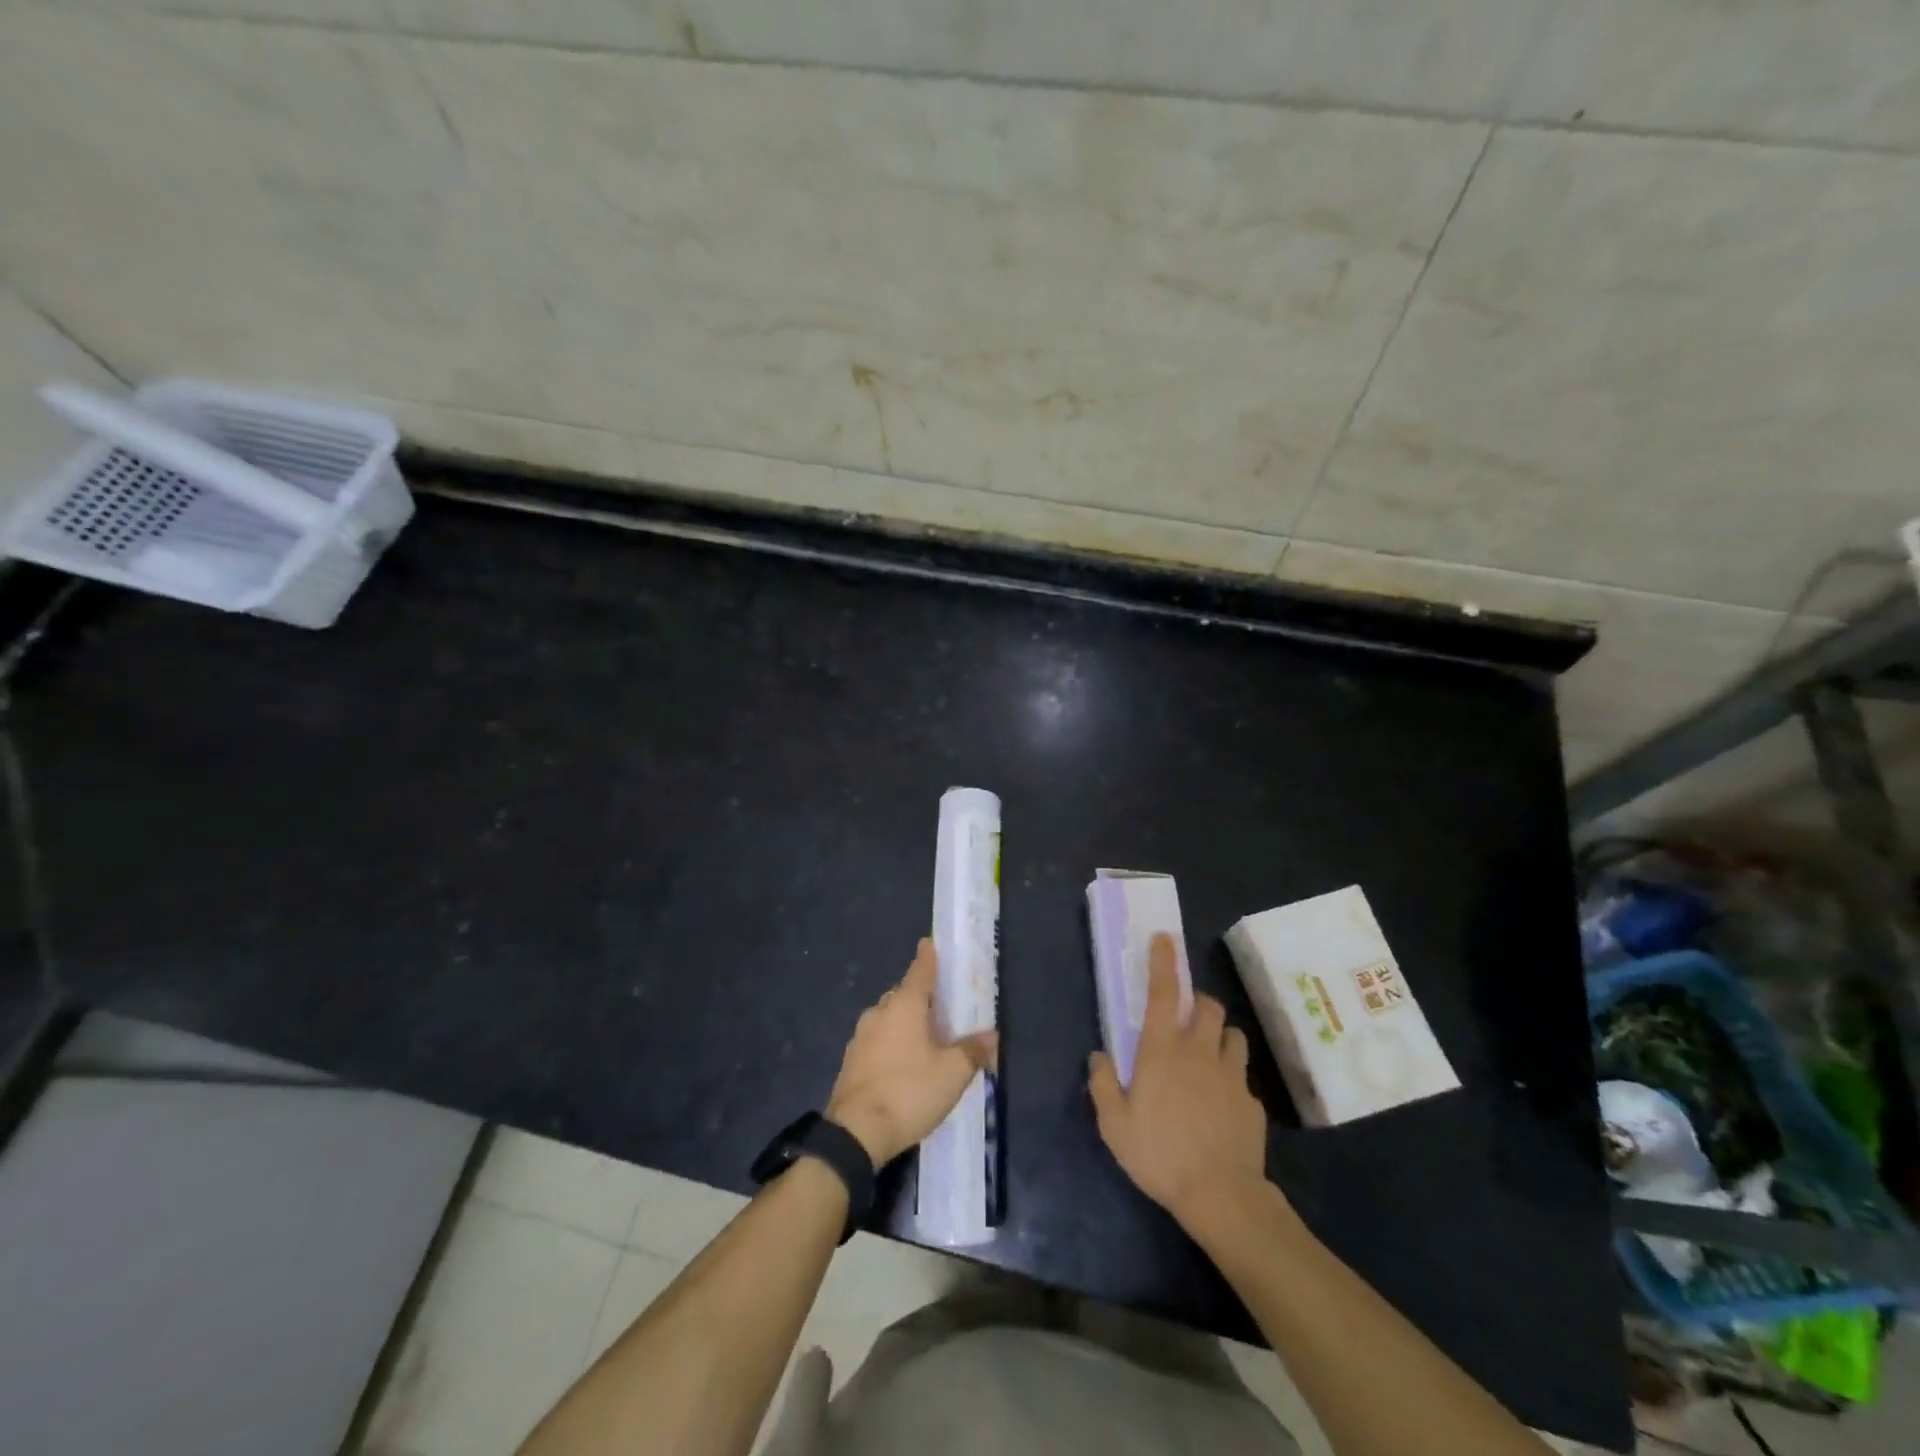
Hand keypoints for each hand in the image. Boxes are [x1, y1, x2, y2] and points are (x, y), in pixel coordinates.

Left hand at [827, 938, 997, 1165]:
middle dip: (920, 996)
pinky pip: (878, 1041)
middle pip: (903, 994)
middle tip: (941, 1007)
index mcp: (905, 1005)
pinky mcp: (851, 1061)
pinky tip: (904, 1064)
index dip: (928, 956)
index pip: (920, 970)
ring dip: (905, 1022)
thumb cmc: (909, 1092)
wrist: (855, 1133)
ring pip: (888, 1018)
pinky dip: (892, 1044)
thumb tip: (991, 1036)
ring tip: (926, 1040)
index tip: (930, 943)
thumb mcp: (952, 1074)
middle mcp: (880, 1012)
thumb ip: (973, 1051)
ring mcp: (861, 1037)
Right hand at [1088, 933, 1269, 1227]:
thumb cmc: (1158, 1154)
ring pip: (1233, 1034)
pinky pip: (1242, 1076)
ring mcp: (1231, 1076)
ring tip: (1208, 1056)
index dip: (1163, 962)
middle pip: (1208, 1006)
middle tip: (1185, 1019)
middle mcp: (1199, 1053)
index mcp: (1162, 1051)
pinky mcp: (1252, 1102)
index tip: (1164, 939)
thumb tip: (1100, 1056)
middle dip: (1198, 1002)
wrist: (1221, 1196)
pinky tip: (1221, 1105)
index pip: (1163, 994)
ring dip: (1219, 1036)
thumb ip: (1103, 1084)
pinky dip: (1231, 1078)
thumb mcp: (1114, 1124)